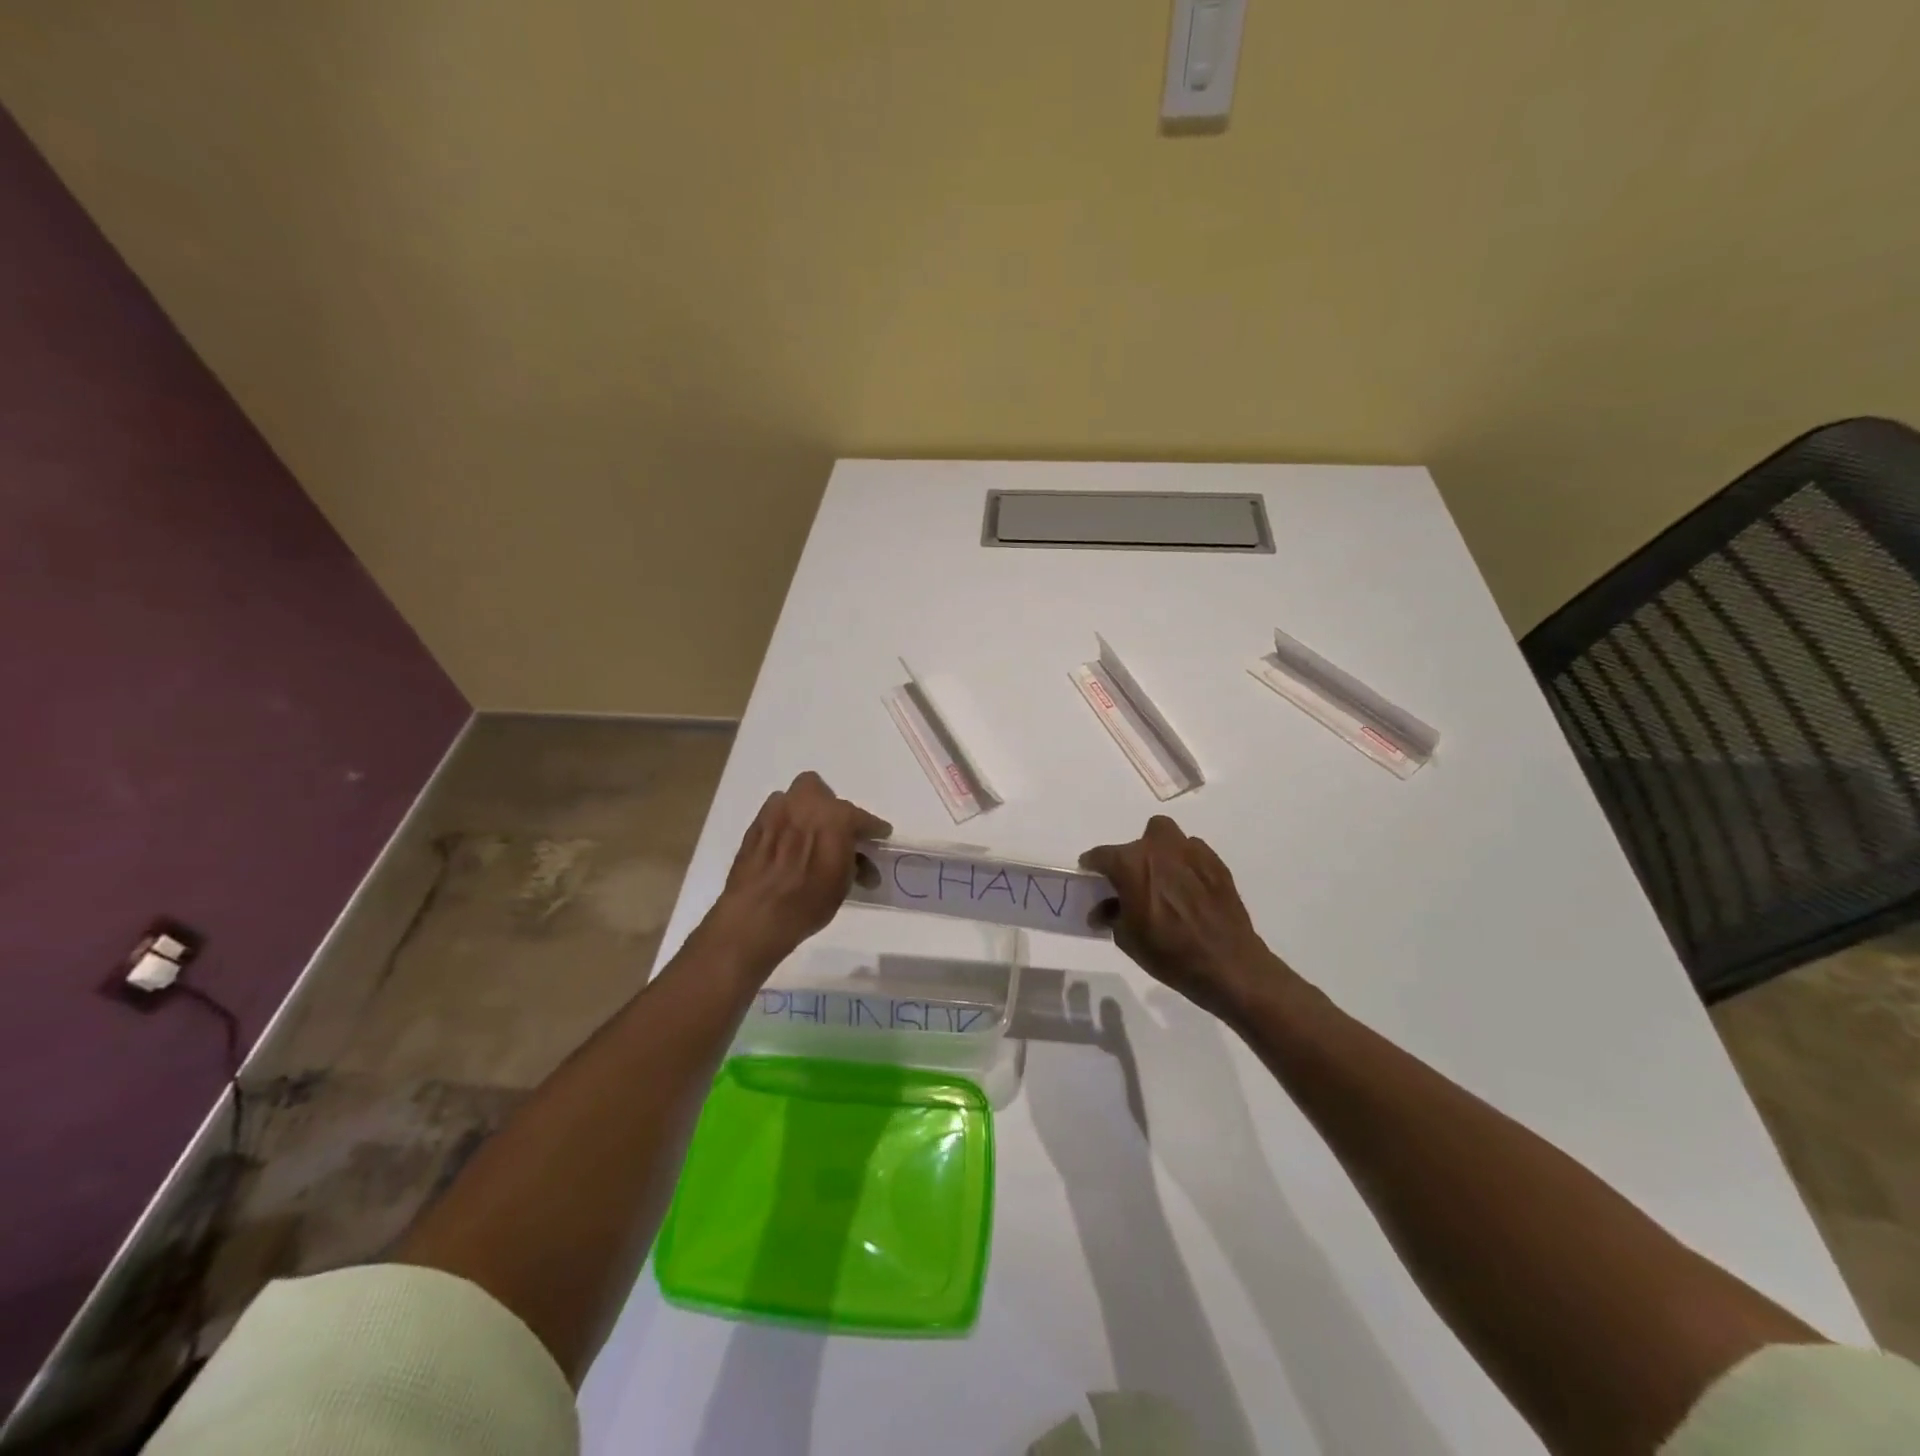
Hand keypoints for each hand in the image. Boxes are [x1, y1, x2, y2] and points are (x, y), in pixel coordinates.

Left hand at [704, 771, 891, 972]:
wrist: (756, 916)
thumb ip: (853, 861)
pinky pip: (774, 815)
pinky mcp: (754, 826)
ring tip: (806, 838)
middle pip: (820, 791)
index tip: (878, 834)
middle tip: (834, 831)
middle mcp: (804, 804)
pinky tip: (785, 847)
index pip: (861, 817)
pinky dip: (783, 825)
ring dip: (802, 812)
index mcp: (835, 816)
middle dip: (829, 807)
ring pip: (793, 799)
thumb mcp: (842, 884)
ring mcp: (775, 812)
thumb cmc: (808, 901)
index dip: (872, 828)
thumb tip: (859, 861)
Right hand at [1081, 815, 1295, 1022]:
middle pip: (1136, 843)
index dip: (1093, 865)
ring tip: (1164, 882)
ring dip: (1160, 855)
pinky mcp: (1216, 863)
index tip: (1091, 874)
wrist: (1227, 964)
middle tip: (1134, 884)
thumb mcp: (1127, 938)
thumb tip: (1103, 910)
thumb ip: (1111, 915)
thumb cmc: (1168, 953)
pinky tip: (1189, 891)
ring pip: (1167, 839)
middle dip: (1131, 860)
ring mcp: (1191, 852)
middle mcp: (1159, 848)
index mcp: (1131, 864)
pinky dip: (1185, 865)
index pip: (1101, 856)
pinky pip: (1192, 853)